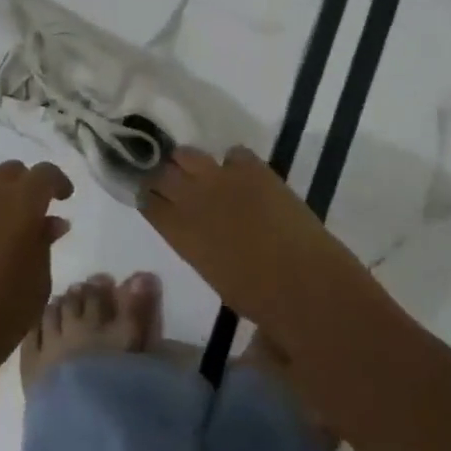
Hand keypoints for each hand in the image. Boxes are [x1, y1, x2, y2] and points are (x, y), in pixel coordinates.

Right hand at [139, 145, 372, 342]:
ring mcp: (221, 178)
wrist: (303, 282)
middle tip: (174, 179)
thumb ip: (197, 244)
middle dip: (164, 173)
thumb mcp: (212, 273)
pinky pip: (234, 153)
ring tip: (204, 172)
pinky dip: (235, 162)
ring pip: (189, 154)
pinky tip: (243, 175)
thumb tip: (201, 232)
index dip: (148, 195)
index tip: (152, 194)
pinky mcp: (252, 168)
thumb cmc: (257, 297)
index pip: (147, 200)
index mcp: (178, 232)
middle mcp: (191, 199)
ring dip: (191, 162)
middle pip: (161, 172)